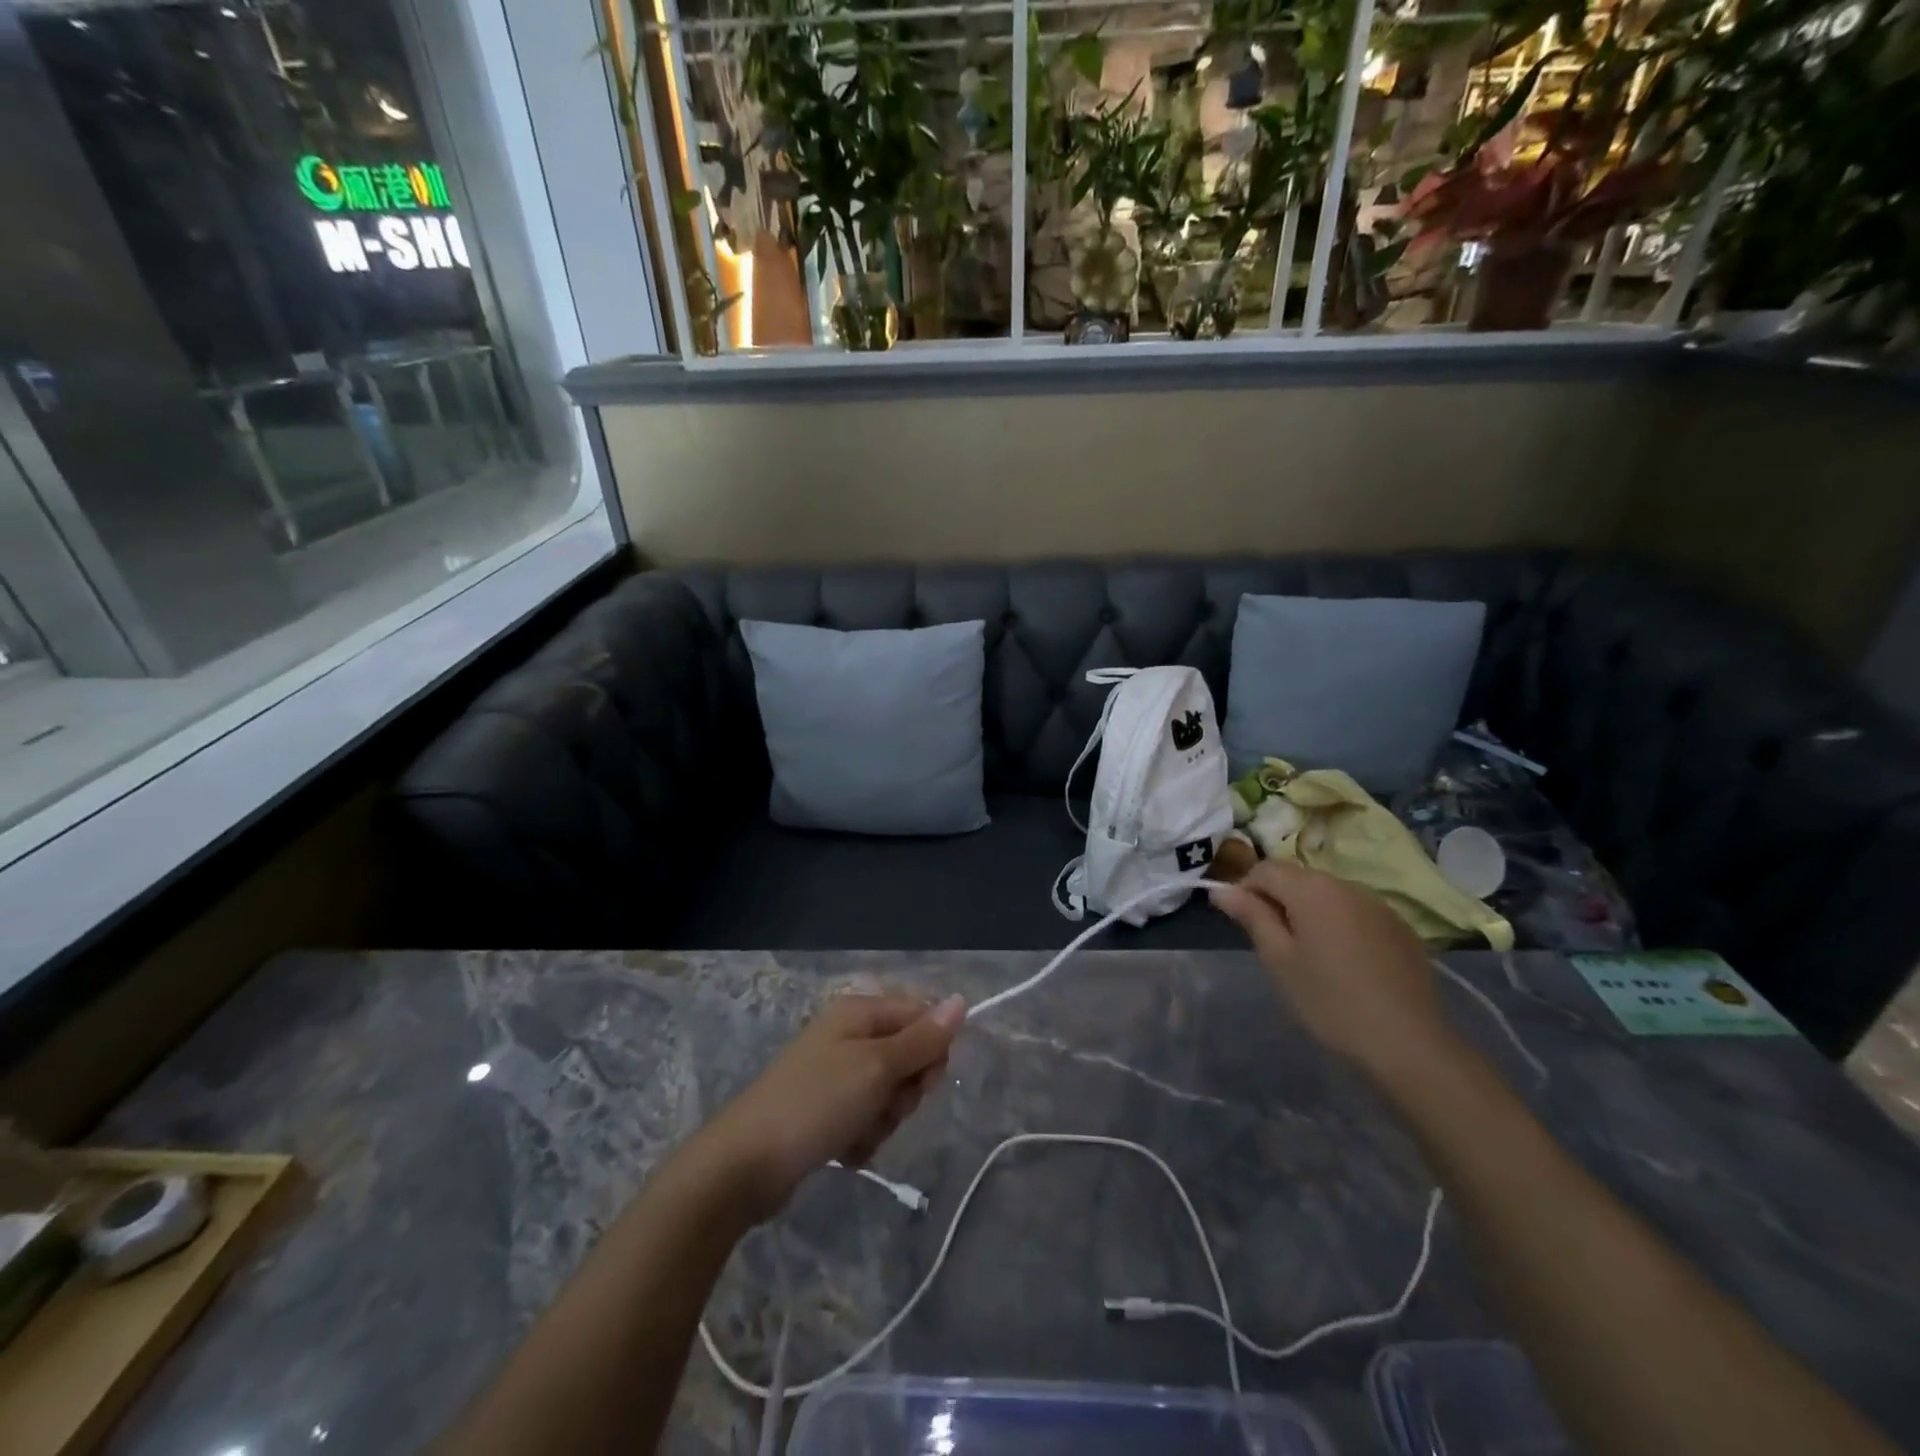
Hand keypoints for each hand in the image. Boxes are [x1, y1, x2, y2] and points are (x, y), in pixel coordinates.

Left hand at [696, 992, 965, 1222]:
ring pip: (890, 1093)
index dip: (932, 1050)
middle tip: (884, 1108)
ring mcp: (836, 1073)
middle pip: (908, 1057)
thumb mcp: (876, 1068)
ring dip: (884, 1119)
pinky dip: (864, 1136)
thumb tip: (961, 1001)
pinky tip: (845, 1150)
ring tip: (858, 1133)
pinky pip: (867, 1117)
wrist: (745, 1164)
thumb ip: (922, 1039)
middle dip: (905, 1092)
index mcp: (860, 1012)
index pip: (922, 1016)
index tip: (922, 1082)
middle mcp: (849, 1035)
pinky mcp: (827, 1109)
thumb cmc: (816, 1103)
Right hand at [1210, 860, 1457, 1081]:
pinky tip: (1345, 962)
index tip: (1242, 924)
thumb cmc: (1330, 1001)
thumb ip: (1251, 916)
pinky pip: (1356, 912)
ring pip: (1328, 894)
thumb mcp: (1279, 960)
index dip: (1245, 890)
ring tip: (1309, 955)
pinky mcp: (1400, 927)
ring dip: (1309, 912)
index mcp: (1312, 889)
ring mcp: (1379, 905)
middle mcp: (1346, 885)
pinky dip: (1340, 924)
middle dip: (1278, 900)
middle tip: (1273, 944)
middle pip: (1298, 878)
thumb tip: (1221, 890)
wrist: (1409, 1043)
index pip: (1265, 869)